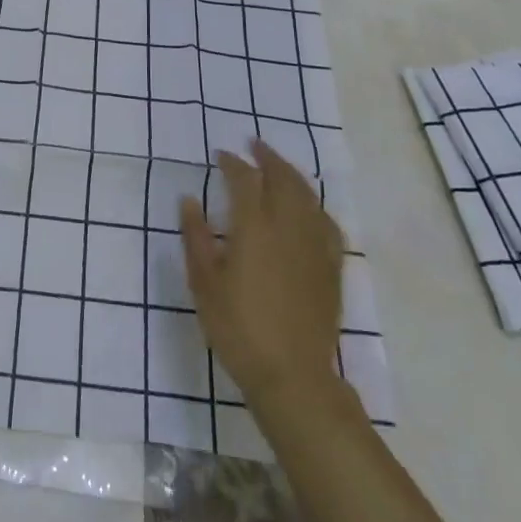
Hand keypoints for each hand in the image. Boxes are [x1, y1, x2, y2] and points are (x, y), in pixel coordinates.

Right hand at [181, 140, 349, 411]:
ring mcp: (314, 246)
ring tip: (278, 166)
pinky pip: (327, 223)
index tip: (220, 155)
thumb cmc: (238, 328)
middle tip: (253, 145)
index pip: (245, 180)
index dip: (232, 163)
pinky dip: (314, 205)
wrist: (292, 375)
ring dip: (291, 175)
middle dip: (268, 158)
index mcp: (254, 228)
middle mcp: (288, 227)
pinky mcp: (331, 267)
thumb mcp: (204, 283)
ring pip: (308, 196)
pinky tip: (308, 208)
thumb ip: (195, 237)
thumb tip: (189, 200)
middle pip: (283, 179)